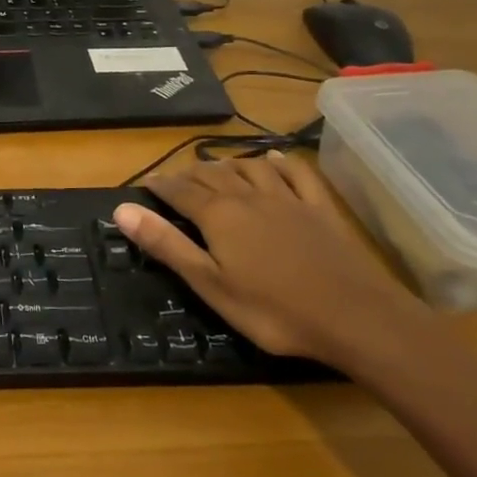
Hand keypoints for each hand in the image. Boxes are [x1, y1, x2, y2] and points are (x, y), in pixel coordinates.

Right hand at [112, 152, 425, 366]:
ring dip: (227, 164)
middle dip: (189, 173)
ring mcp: (288, 199)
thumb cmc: (273, 309)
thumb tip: (121, 209)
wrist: (355, 317)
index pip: (180, 190)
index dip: (160, 185)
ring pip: (250, 168)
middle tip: (174, 180)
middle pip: (212, 174)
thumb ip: (166, 244)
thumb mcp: (209, 284)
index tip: (145, 184)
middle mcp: (249, 196)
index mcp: (218, 215)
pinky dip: (281, 163)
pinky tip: (274, 159)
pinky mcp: (321, 209)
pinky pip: (297, 175)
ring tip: (215, 167)